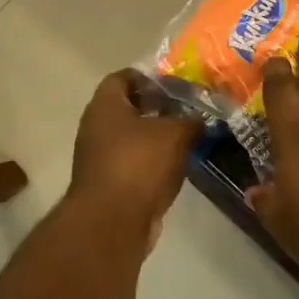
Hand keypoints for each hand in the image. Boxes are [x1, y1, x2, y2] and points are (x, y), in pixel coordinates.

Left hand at [69, 71, 201, 249]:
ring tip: (190, 136)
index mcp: (105, 106)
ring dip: (158, 137)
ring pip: (133, 138)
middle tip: (189, 108)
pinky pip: (135, 164)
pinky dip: (154, 162)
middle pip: (129, 108)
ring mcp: (100, 159)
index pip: (123, 77)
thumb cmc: (139, 164)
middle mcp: (96, 128)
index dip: (149, 76)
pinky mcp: (110, 185)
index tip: (176, 82)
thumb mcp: (176, 134)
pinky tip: (178, 164)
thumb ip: (191, 120)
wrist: (113, 222)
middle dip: (159, 107)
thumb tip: (202, 118)